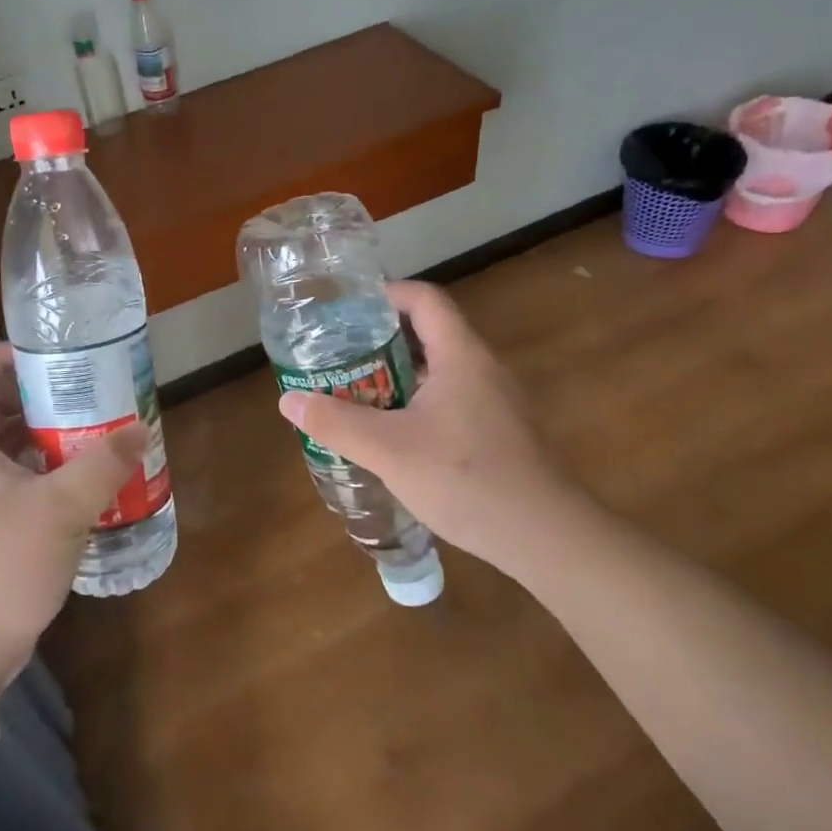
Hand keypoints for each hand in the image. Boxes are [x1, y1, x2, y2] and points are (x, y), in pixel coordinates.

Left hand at [0, 345, 147, 712]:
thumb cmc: (2, 567)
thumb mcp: (61, 509)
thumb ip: (102, 465)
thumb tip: (138, 431)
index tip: (44, 355)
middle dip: (33, 395)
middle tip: (80, 391)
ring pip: (2, 448)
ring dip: (41, 434)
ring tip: (88, 428)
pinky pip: (12, 480)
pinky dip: (42, 469)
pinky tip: (80, 479)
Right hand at [276, 282, 572, 567]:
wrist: (544, 536)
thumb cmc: (465, 478)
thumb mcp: (388, 450)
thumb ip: (335, 422)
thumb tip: (287, 400)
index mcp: (460, 355)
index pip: (424, 300)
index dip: (386, 295)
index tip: (347, 311)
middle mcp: (482, 368)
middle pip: (429, 333)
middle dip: (381, 340)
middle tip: (339, 355)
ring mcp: (495, 402)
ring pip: (439, 371)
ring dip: (397, 376)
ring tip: (355, 392)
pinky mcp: (499, 432)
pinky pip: (451, 400)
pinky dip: (417, 403)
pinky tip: (392, 435)